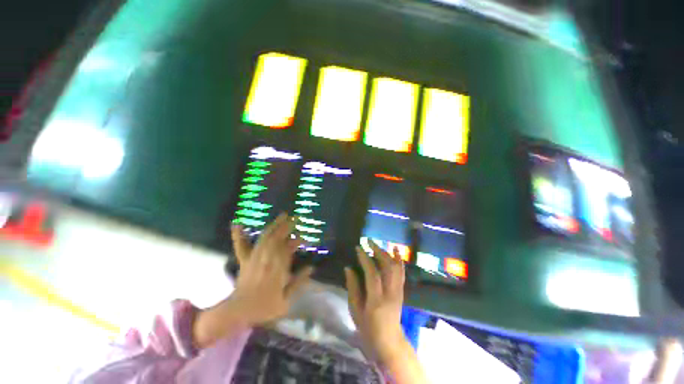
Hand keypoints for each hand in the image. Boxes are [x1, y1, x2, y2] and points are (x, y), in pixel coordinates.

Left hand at [229, 214, 313, 325]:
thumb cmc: (264, 307)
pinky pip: (241, 246)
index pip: (287, 250)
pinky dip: (239, 235)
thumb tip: (312, 268)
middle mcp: (265, 260)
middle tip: (296, 217)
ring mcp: (254, 258)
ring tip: (283, 215)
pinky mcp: (245, 260)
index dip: (295, 241)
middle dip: (287, 227)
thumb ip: (298, 283)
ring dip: (274, 225)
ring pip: (265, 238)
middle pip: (277, 239)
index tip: (303, 234)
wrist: (239, 312)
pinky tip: (237, 224)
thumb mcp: (286, 300)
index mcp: (276, 270)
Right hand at [345, 240, 406, 363]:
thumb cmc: (368, 328)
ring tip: (378, 244)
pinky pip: (401, 272)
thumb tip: (348, 268)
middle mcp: (390, 292)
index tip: (358, 248)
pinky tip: (395, 250)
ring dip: (386, 252)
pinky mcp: (401, 290)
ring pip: (395, 267)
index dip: (365, 259)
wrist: (389, 341)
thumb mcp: (355, 311)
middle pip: (387, 267)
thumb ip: (352, 288)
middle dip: (377, 251)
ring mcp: (398, 291)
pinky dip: (399, 259)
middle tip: (368, 241)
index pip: (373, 274)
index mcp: (377, 300)